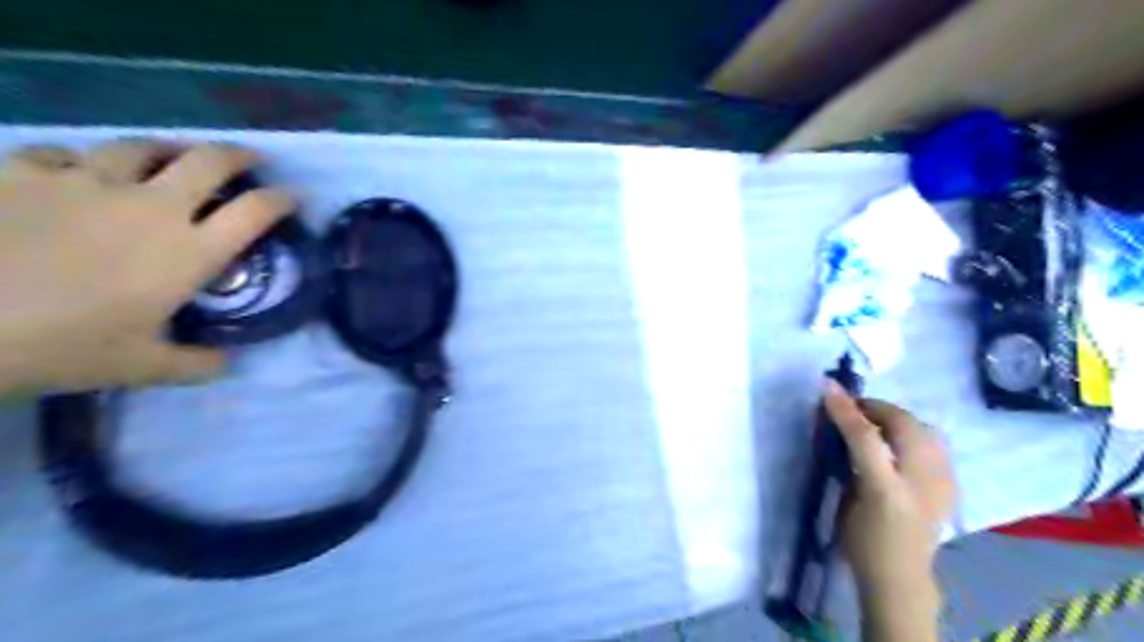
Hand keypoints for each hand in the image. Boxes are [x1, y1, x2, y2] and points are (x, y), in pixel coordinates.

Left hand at [0, 139, 292, 393]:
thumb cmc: (64, 347)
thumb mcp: (144, 368)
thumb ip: (197, 363)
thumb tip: (227, 362)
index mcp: (190, 251)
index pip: (255, 212)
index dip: (282, 200)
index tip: (295, 196)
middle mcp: (153, 207)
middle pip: (209, 161)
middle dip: (239, 156)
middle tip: (251, 159)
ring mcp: (88, 183)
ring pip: (142, 146)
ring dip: (169, 149)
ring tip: (174, 155)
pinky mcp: (25, 173)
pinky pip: (65, 153)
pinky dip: (82, 160)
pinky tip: (79, 171)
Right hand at [822, 382, 956, 641]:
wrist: (901, 575)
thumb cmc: (862, 539)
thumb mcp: (844, 500)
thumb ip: (846, 460)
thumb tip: (837, 421)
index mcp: (887, 491)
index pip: (867, 437)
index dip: (846, 408)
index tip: (826, 386)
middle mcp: (920, 483)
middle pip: (902, 424)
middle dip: (873, 407)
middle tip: (850, 407)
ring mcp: (943, 482)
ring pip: (922, 428)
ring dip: (894, 416)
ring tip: (873, 421)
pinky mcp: (952, 483)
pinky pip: (933, 442)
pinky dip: (912, 431)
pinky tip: (897, 441)